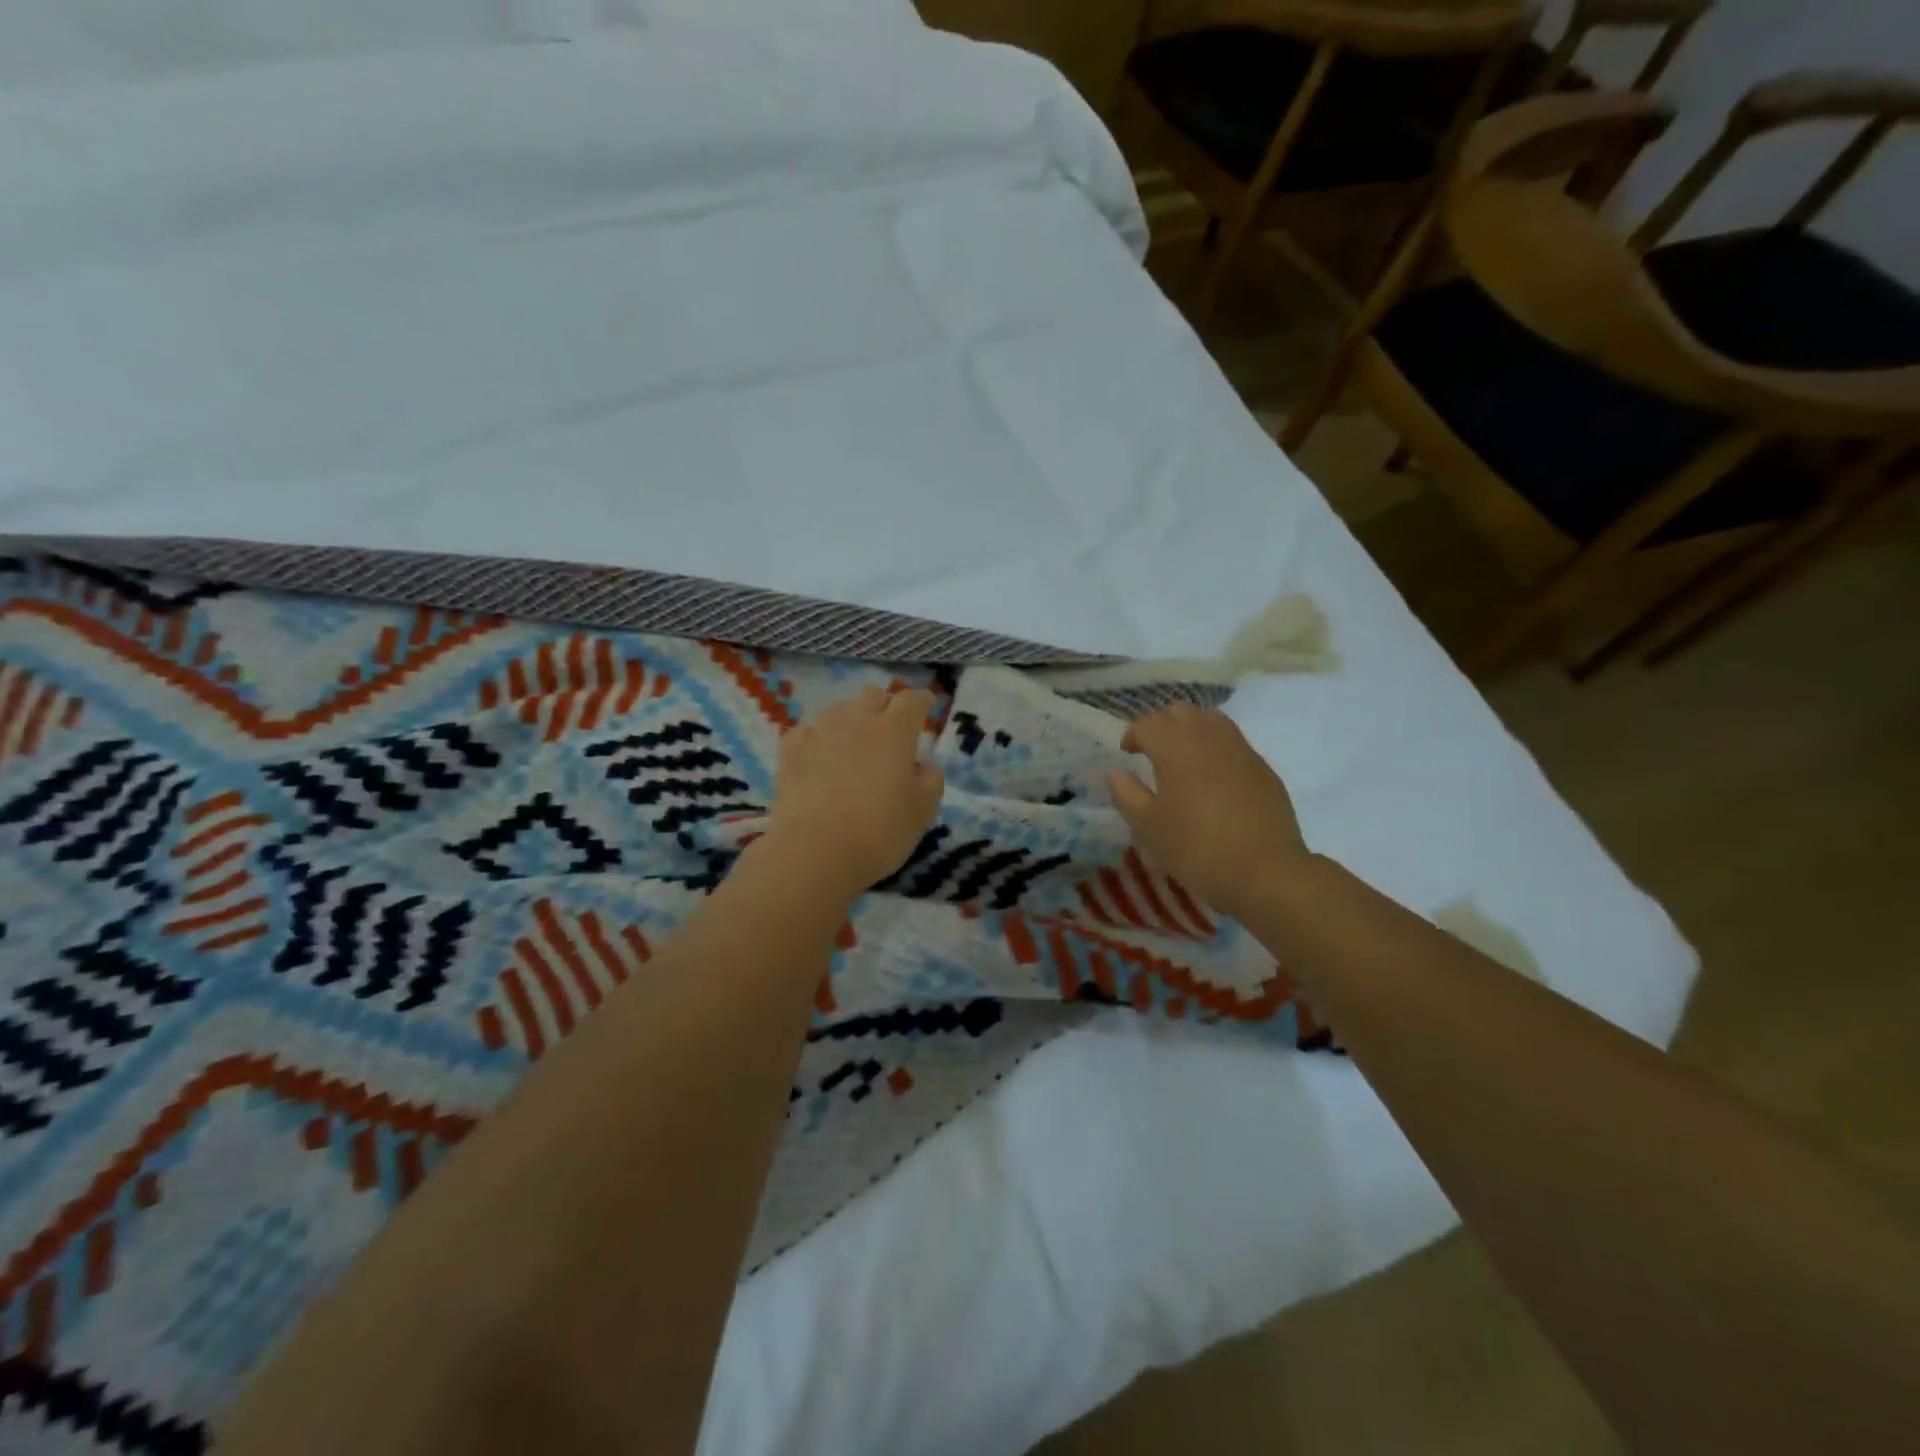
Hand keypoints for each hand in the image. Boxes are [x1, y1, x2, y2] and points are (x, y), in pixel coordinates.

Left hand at [763, 686, 943, 894]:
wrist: (814, 852)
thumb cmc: (879, 831)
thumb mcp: (923, 811)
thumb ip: (930, 779)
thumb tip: (922, 764)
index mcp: (894, 730)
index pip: (913, 700)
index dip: (923, 701)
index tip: (927, 707)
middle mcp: (857, 720)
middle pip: (873, 695)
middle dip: (886, 706)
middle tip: (892, 729)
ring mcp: (820, 732)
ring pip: (839, 709)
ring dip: (852, 719)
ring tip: (854, 743)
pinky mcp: (790, 750)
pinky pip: (808, 730)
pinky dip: (818, 737)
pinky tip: (819, 754)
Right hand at [1108, 703, 1308, 919]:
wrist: (1265, 872)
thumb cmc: (1196, 849)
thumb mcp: (1148, 827)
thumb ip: (1127, 794)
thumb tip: (1116, 772)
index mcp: (1175, 747)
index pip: (1148, 724)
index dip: (1133, 735)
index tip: (1127, 753)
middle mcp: (1208, 737)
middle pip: (1180, 712)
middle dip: (1161, 724)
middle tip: (1151, 750)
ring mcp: (1240, 749)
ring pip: (1211, 719)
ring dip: (1191, 729)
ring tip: (1182, 757)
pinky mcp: (1262, 767)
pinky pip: (1233, 741)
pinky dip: (1215, 747)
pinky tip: (1213, 777)